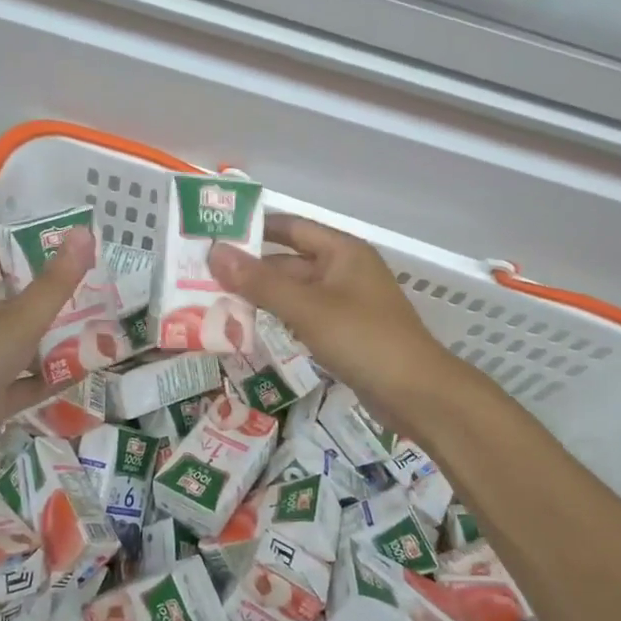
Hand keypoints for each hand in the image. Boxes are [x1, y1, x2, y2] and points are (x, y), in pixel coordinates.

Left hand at [0, 227, 96, 487]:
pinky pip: (31, 385)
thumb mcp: (18, 318)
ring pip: (28, 346)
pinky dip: (55, 380)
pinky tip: (87, 372)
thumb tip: (84, 231)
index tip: (62, 243)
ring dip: (60, 340)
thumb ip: (55, 283)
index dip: (22, 246)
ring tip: (105, 327)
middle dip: (54, 295)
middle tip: (99, 287)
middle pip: (19, 302)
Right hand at [210, 214, 463, 444]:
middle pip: (289, 260)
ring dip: (261, 295)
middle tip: (203, 275)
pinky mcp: (346, 332)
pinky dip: (278, 318)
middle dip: (250, 268)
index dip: (253, 228)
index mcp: (341, 251)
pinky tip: (249, 328)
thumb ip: (260, 282)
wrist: (417, 393)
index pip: (289, 227)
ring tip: (215, 301)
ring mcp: (346, 302)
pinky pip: (305, 316)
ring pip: (295, 291)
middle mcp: (344, 270)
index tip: (212, 235)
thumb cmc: (363, 339)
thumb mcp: (307, 308)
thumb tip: (214, 252)